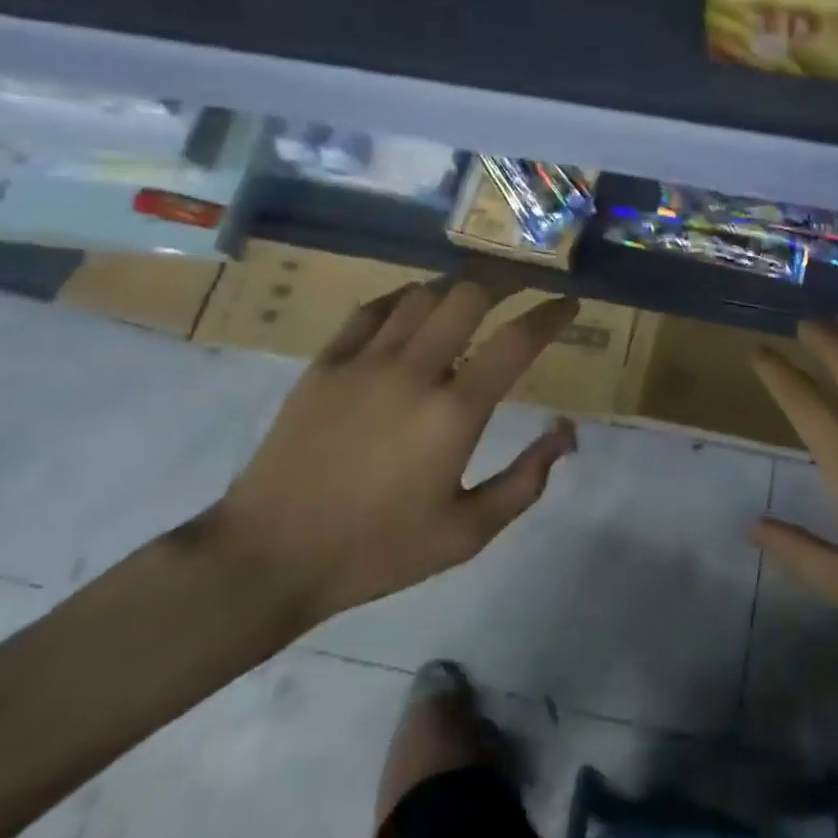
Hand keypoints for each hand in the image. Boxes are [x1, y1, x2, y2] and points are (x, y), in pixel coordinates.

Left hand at [210, 280, 579, 628]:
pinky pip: (371, 310)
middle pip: (469, 295)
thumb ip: (525, 482)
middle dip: (507, 279)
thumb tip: (566, 434)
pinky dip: (402, 299)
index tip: (569, 305)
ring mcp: (365, 361)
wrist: (268, 558)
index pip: (517, 341)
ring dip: (456, 288)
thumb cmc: (376, 550)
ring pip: (422, 295)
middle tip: (525, 283)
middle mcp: (414, 371)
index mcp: (454, 412)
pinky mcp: (326, 363)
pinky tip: (413, 306)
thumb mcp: (466, 534)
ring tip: (474, 295)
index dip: (551, 315)